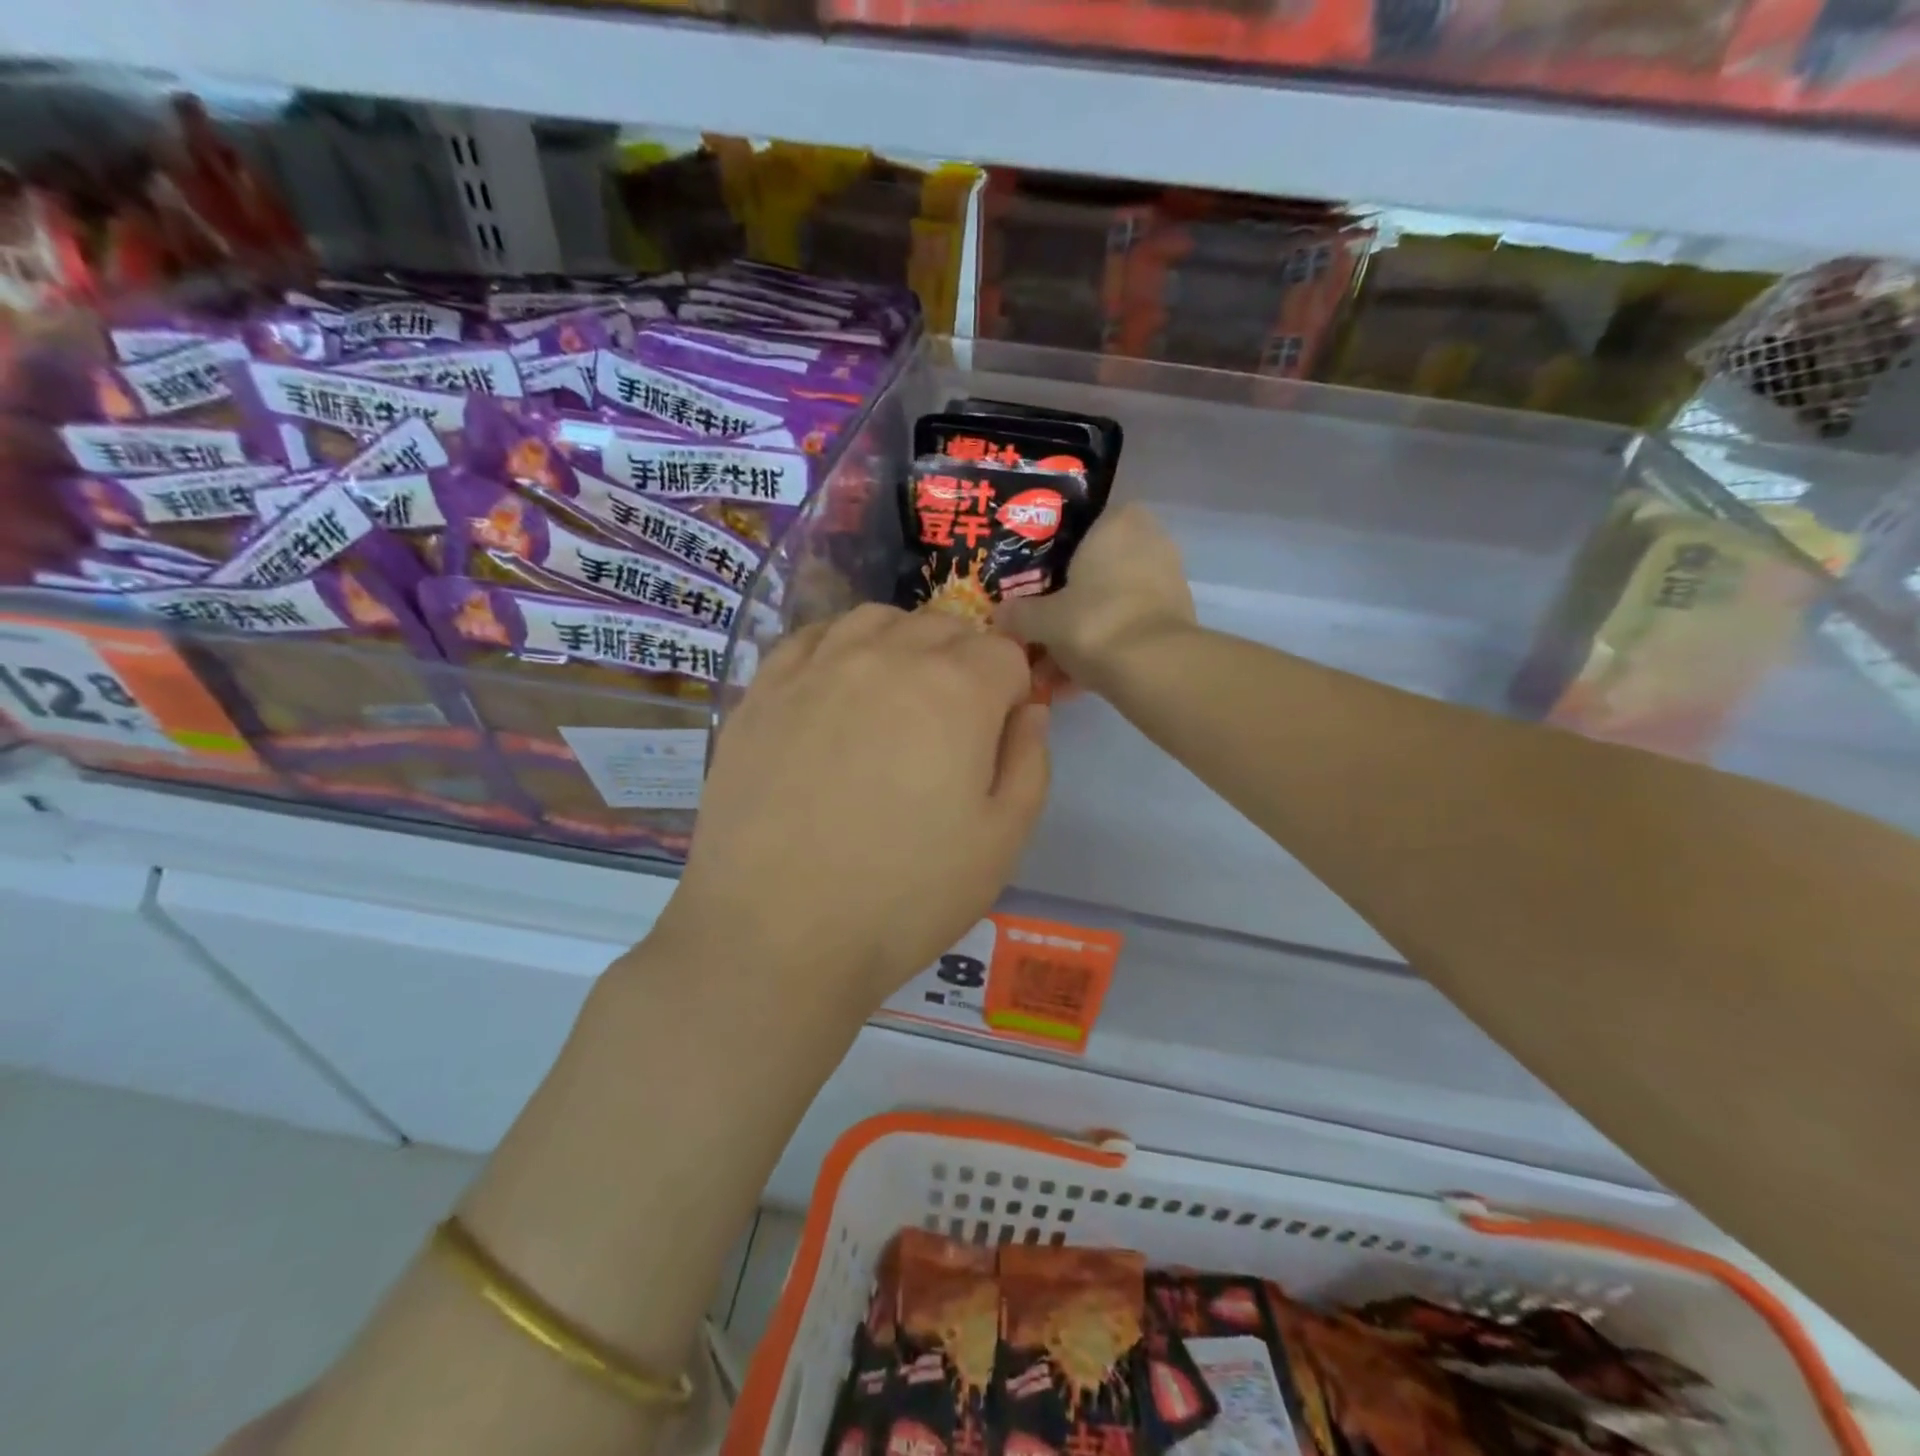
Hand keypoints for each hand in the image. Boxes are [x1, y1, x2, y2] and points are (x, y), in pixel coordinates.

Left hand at [658, 605, 1050, 1009]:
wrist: (775, 935)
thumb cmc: (905, 896)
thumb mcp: (1002, 842)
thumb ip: (1030, 762)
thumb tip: (1030, 710)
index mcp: (956, 690)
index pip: (1004, 652)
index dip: (1013, 690)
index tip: (999, 733)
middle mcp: (886, 657)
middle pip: (943, 627)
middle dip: (964, 661)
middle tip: (952, 724)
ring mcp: (816, 668)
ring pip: (876, 619)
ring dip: (903, 643)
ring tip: (897, 696)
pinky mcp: (762, 691)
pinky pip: (811, 638)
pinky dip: (839, 647)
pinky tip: (837, 688)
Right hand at [996, 504, 1195, 689]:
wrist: (1153, 668)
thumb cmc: (1093, 621)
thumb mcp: (1041, 619)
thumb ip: (1018, 613)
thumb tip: (1000, 615)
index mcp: (1118, 522)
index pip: (1079, 525)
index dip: (1051, 554)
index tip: (1030, 580)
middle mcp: (1149, 541)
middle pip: (1094, 570)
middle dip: (1064, 603)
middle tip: (1035, 627)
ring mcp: (1166, 581)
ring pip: (1108, 604)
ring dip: (1078, 634)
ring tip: (1047, 670)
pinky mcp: (1173, 619)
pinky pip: (1125, 628)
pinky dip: (1100, 650)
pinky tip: (1070, 684)